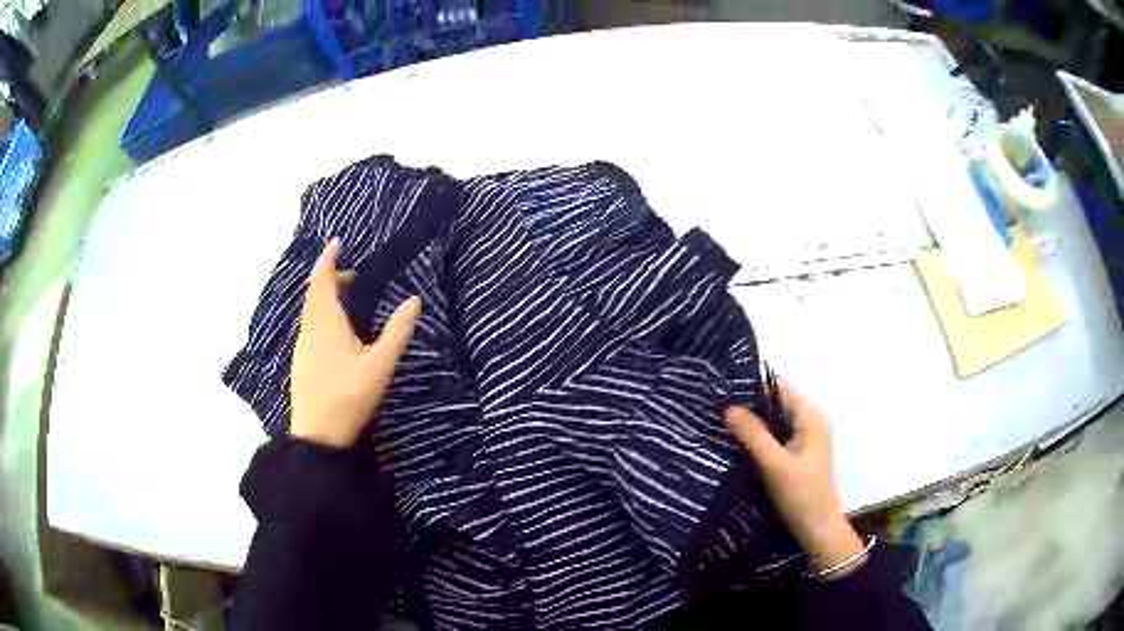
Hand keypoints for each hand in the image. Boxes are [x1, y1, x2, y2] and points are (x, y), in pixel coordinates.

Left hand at [290, 239, 420, 447]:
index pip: (321, 279)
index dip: (328, 259)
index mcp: (325, 323)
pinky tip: (336, 333)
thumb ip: (397, 331)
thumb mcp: (380, 364)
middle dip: (331, 277)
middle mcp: (309, 329)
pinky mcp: (301, 362)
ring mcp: (302, 347)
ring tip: (348, 300)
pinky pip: (310, 326)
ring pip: (311, 311)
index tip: (337, 242)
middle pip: (314, 293)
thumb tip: (414, 299)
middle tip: (353, 275)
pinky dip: (322, 315)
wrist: (318, 435)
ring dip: (326, 298)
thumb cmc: (349, 396)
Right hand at [724, 381, 865, 577]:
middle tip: (719, 408)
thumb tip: (729, 407)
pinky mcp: (801, 452)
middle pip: (778, 401)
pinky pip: (779, 433)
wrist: (817, 527)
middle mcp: (812, 420)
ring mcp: (808, 436)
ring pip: (777, 418)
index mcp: (811, 416)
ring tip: (724, 423)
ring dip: (755, 421)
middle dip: (751, 404)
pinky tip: (741, 442)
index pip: (780, 386)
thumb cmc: (800, 494)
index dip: (754, 385)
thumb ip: (753, 435)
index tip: (725, 390)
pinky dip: (762, 435)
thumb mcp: (774, 464)